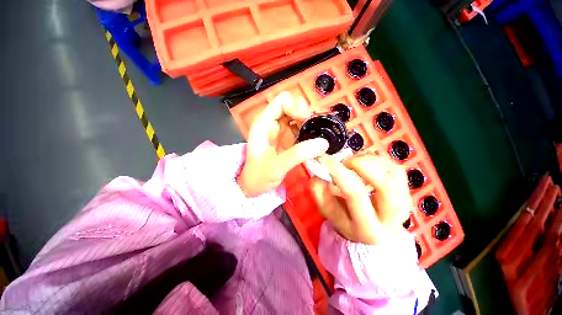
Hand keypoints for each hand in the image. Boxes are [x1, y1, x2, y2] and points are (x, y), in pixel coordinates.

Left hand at [238, 92, 328, 196]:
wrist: (254, 187)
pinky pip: (300, 130)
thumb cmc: (259, 176)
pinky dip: (309, 133)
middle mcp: (272, 123)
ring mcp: (280, 131)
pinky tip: (315, 142)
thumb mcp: (277, 166)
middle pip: (292, 107)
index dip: (296, 107)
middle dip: (305, 114)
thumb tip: (323, 142)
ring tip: (318, 135)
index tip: (307, 121)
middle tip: (315, 128)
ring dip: (309, 124)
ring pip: (297, 118)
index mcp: (264, 123)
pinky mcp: (287, 140)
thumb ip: (298, 154)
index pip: (282, 101)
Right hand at [310, 155, 412, 244]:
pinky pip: (395, 167)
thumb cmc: (350, 224)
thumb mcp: (330, 214)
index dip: (339, 173)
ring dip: (368, 160)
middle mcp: (392, 217)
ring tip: (353, 163)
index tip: (325, 160)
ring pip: (392, 171)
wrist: (378, 236)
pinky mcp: (407, 191)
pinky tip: (365, 163)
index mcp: (368, 227)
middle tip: (345, 163)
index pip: (355, 194)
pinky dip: (378, 159)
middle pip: (383, 183)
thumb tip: (315, 177)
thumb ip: (320, 196)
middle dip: (360, 164)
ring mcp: (404, 202)